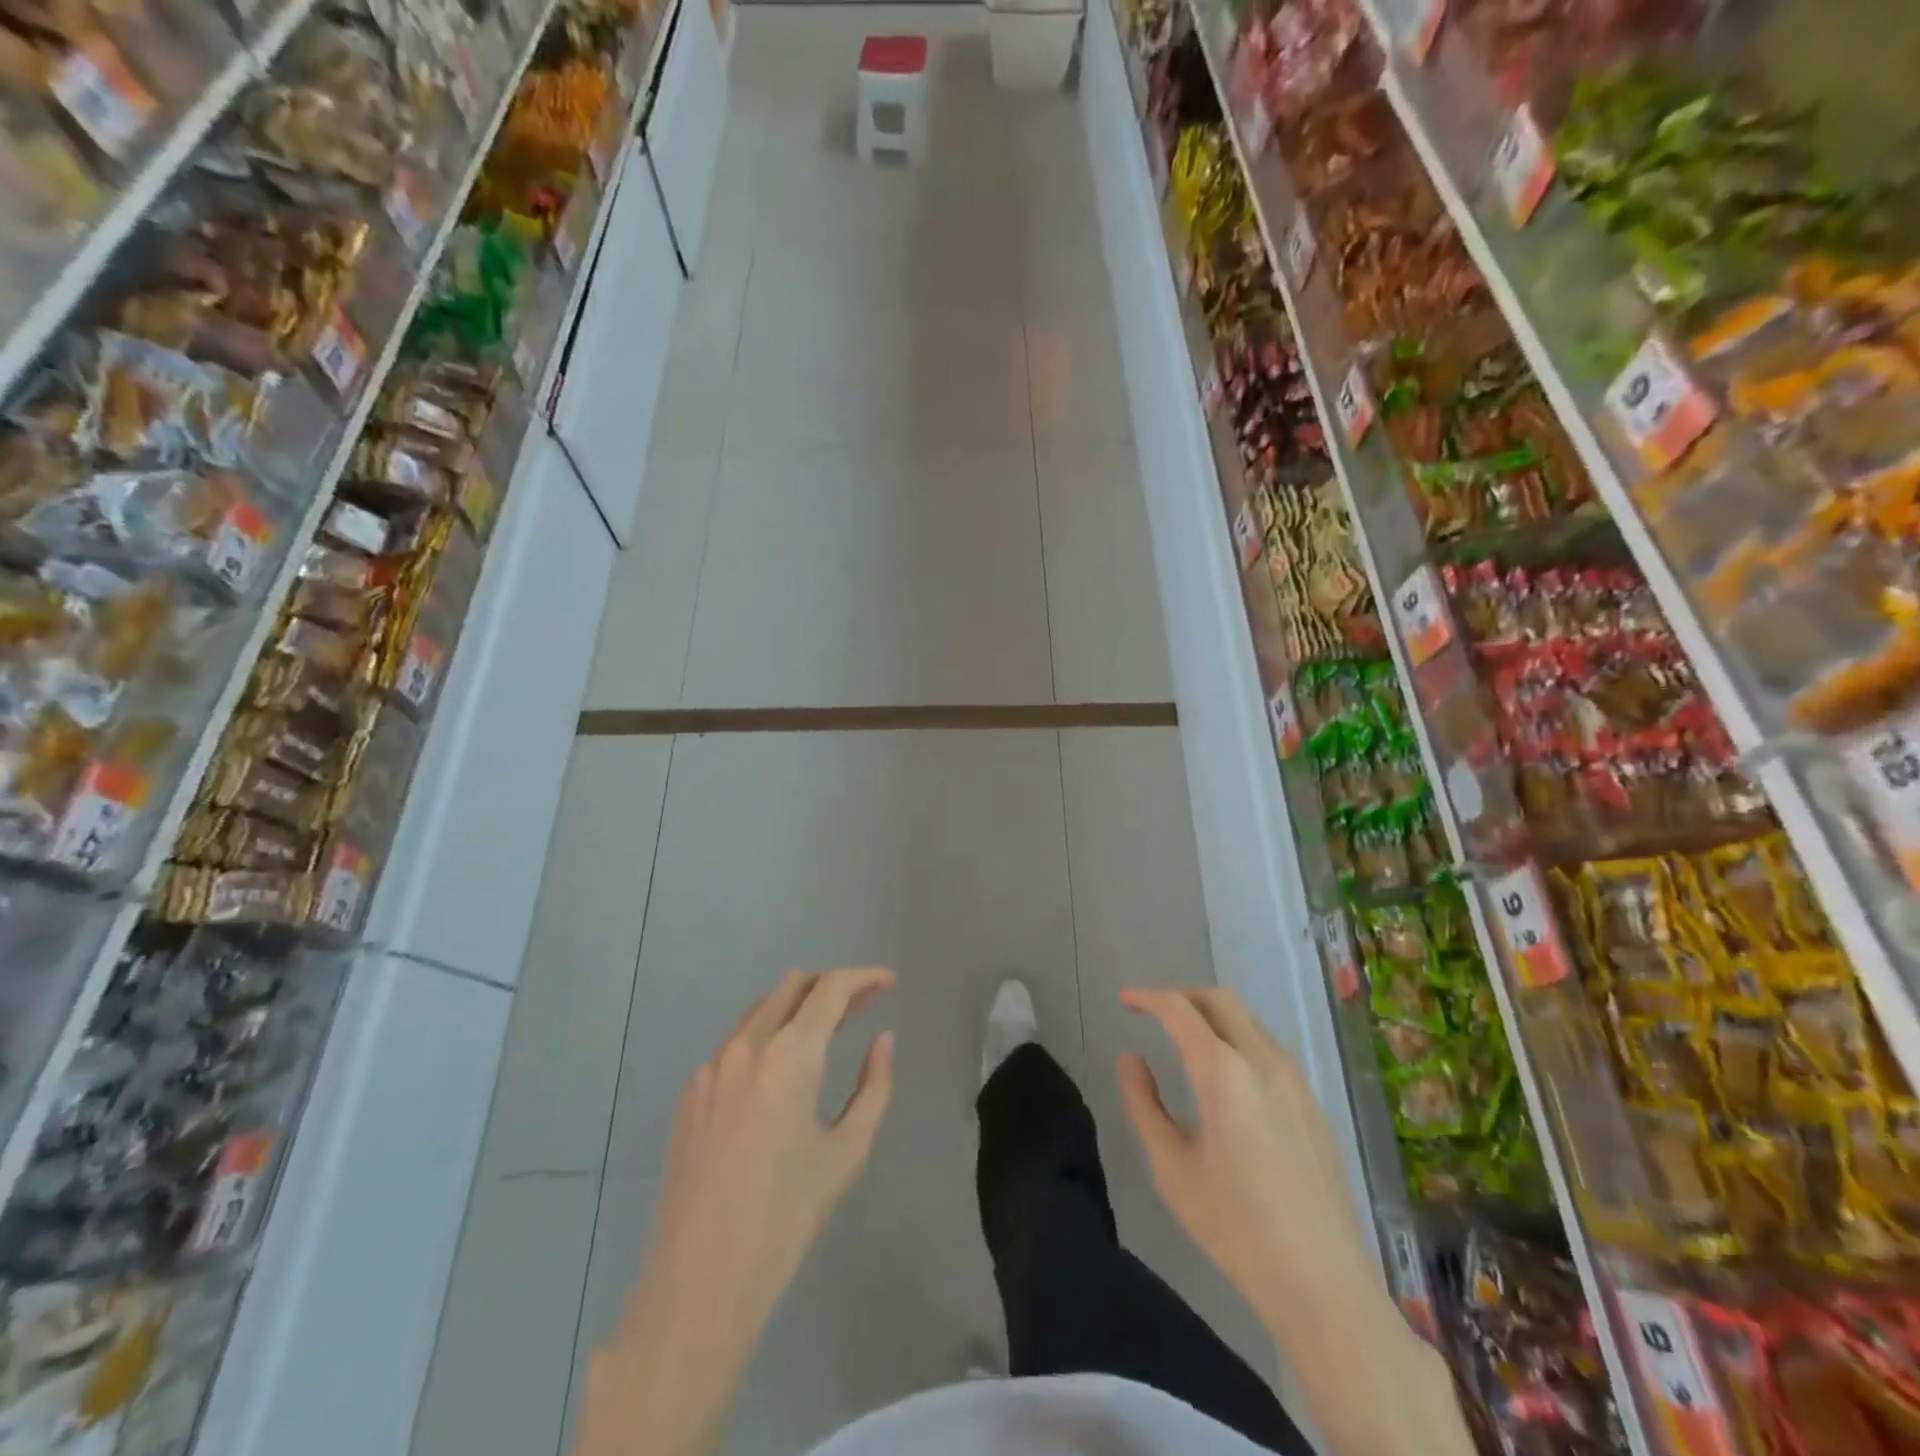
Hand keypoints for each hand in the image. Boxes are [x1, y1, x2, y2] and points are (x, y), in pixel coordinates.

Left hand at [579, 968, 894, 1455]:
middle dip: (831, 986)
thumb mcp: (847, 1151)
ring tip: (827, 1033)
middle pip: (792, 985)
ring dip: (797, 1008)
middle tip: (863, 1007)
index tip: (890, 983)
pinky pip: (735, 1045)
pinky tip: (780, 1076)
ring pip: (761, 1010)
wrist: (700, 1280)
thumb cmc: (786, 1217)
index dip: (865, 977)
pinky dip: (766, 1039)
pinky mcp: (690, 1093)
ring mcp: (711, 1067)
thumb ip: (874, 1086)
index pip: (832, 989)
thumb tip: (883, 1040)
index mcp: (789, 1055)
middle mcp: (746, 1046)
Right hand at [1117, 988, 1472, 1455]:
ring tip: (1185, 1039)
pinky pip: (1269, 1050)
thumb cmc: (1234, 1226)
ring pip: (1249, 1022)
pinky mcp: (1314, 1105)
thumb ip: (1144, 1104)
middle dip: (1183, 996)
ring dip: (1213, 1017)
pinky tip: (1227, 1078)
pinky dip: (1238, 1041)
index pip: (1180, 1011)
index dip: (1148, 997)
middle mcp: (1264, 1062)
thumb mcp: (1171, 1167)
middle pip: (1221, 1000)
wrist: (1322, 1282)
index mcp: (1224, 1072)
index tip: (1124, 998)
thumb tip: (1131, 1059)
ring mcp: (1296, 1082)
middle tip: (1153, 1011)